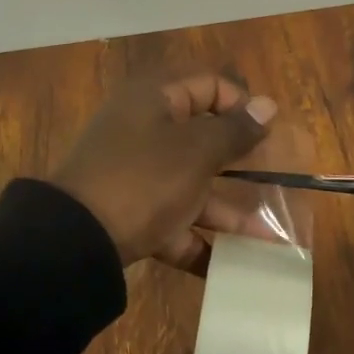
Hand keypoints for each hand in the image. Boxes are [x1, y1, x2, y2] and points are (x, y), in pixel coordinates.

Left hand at [52, 72, 278, 270]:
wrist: (75, 241)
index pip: (209, 85)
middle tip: (278, 183)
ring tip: (270, 240)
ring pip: (191, 184)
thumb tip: (268, 105)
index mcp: (155, 99)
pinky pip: (172, 221)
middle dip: (242, 165)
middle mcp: (144, 128)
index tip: (269, 136)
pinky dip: (198, 240)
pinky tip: (231, 267)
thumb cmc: (144, 180)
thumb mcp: (196, 151)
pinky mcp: (129, 212)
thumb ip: (234, 130)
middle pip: (203, 138)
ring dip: (229, 211)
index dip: (242, 106)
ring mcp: (135, 173)